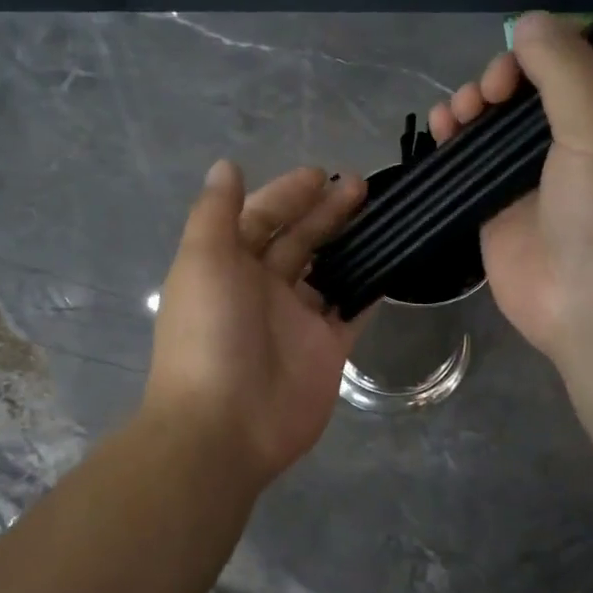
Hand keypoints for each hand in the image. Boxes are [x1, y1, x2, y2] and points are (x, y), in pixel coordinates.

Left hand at [143, 162, 366, 488]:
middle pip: (298, 241)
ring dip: (350, 245)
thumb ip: (216, 213)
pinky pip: (351, 312)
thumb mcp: (203, 261)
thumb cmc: (209, 334)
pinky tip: (390, 264)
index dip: (286, 195)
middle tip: (360, 186)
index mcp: (227, 266)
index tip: (319, 175)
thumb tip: (225, 167)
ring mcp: (296, 322)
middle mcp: (261, 290)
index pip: (259, 219)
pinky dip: (367, 290)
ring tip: (382, 216)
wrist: (225, 425)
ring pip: (328, 273)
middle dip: (324, 212)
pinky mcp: (327, 350)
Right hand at [428, 12, 592, 399]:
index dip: (545, 48)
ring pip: (494, 121)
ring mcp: (533, 174)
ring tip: (459, 113)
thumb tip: (526, 22)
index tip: (521, 57)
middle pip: (529, 85)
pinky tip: (440, 129)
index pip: (580, 58)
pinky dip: (453, 139)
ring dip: (471, 104)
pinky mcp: (498, 205)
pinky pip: (470, 161)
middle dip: (502, 77)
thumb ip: (565, 68)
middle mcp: (578, 139)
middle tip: (488, 94)